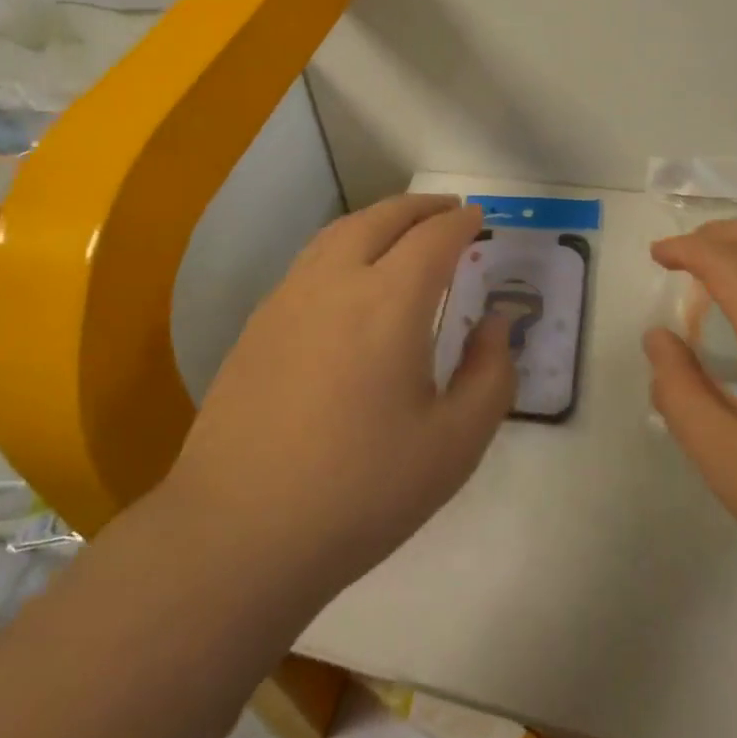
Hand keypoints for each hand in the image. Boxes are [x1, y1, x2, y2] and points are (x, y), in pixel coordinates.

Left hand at [167, 194, 514, 598]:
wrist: (241, 530)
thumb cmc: (361, 491)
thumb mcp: (454, 445)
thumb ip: (490, 374)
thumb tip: (495, 324)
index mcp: (389, 301)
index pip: (433, 238)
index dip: (460, 223)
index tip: (478, 217)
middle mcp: (335, 281)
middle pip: (381, 218)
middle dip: (419, 207)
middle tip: (446, 209)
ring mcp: (288, 298)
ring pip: (338, 232)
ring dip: (377, 219)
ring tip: (401, 229)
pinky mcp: (258, 323)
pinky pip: (310, 261)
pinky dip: (342, 245)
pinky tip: (348, 276)